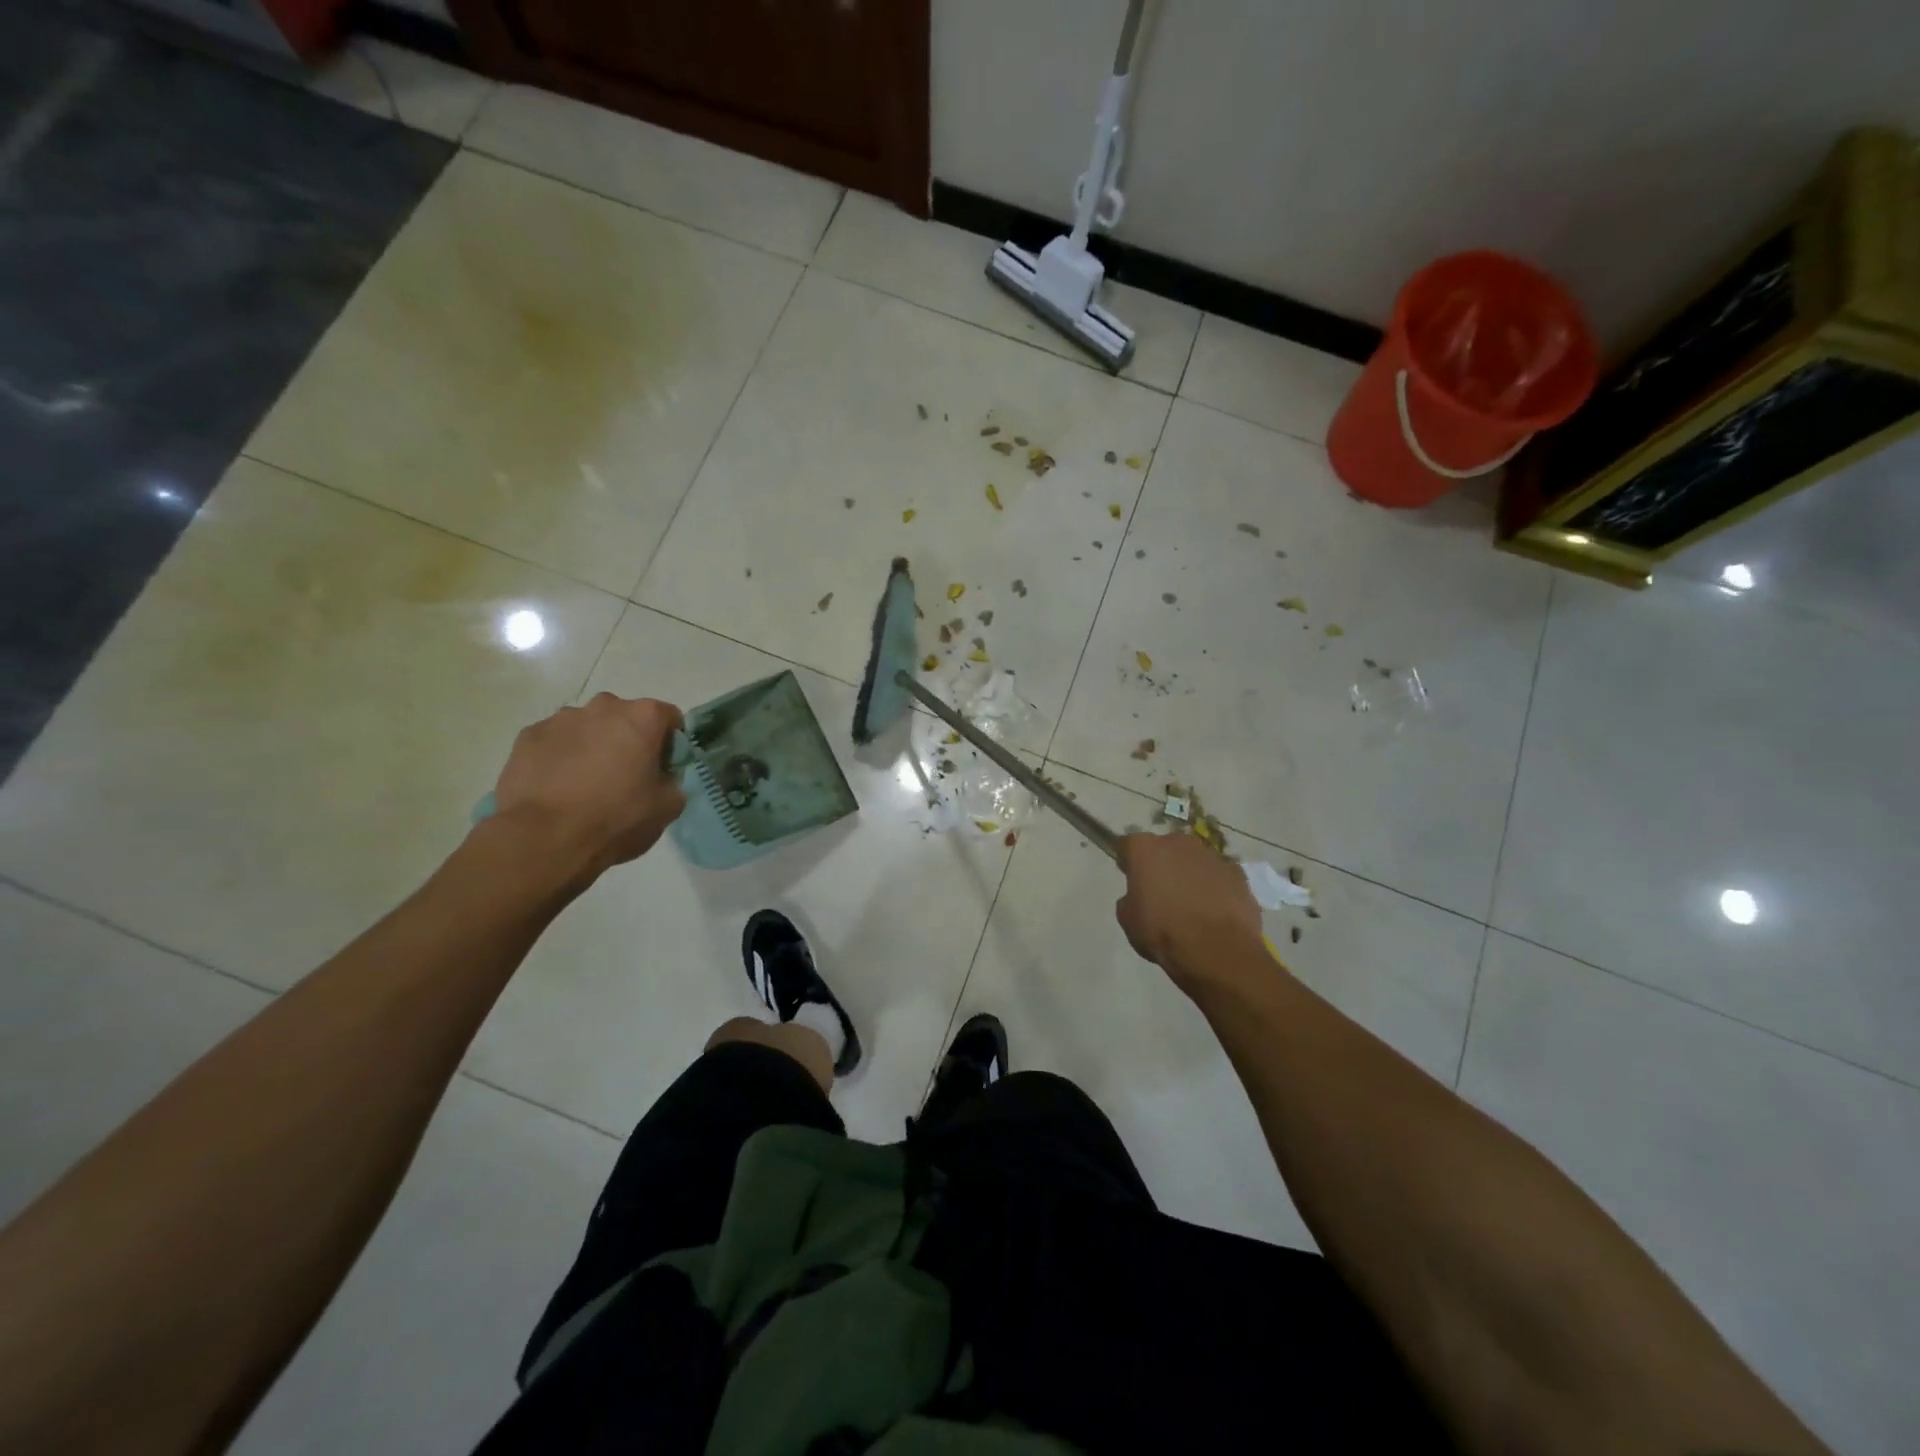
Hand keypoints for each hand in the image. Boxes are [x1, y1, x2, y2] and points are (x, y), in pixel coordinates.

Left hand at [489, 694, 685, 883]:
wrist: (545, 839)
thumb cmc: (616, 818)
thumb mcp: (667, 807)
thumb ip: (673, 782)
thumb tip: (662, 777)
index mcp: (642, 717)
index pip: (668, 717)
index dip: (670, 743)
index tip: (663, 768)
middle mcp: (603, 707)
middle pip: (625, 717)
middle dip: (628, 740)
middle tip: (625, 777)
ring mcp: (561, 719)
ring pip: (587, 728)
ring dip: (593, 746)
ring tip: (585, 785)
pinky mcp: (528, 736)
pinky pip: (554, 742)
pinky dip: (560, 757)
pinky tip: (557, 787)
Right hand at [1116, 832, 1264, 990]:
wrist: (1217, 950)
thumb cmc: (1163, 932)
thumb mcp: (1129, 920)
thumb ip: (1130, 899)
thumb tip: (1139, 897)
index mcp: (1145, 849)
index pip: (1128, 845)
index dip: (1127, 860)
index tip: (1129, 875)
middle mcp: (1177, 843)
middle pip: (1165, 848)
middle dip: (1162, 864)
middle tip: (1161, 891)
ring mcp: (1211, 855)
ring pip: (1194, 860)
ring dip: (1190, 874)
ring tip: (1191, 903)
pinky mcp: (1237, 873)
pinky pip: (1219, 876)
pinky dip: (1215, 887)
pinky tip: (1215, 910)